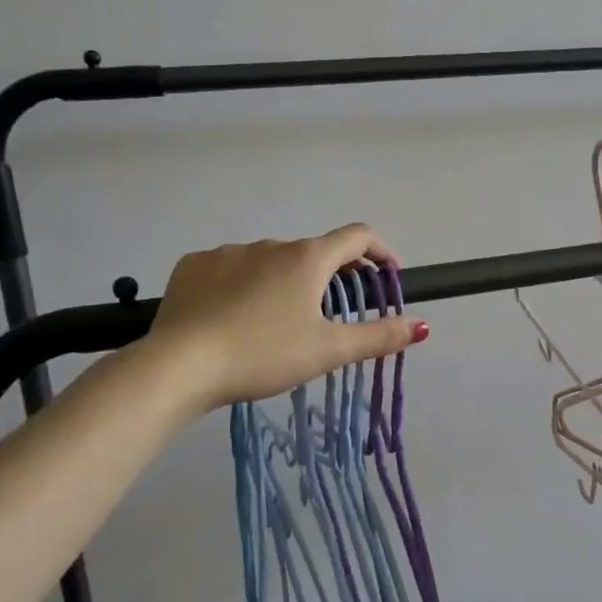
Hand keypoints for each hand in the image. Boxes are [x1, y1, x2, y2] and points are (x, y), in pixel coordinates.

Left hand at [148, 225, 425, 408]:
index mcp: (307, 258)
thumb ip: (378, 336)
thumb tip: (422, 325)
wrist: (179, 366)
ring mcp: (228, 252)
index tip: (388, 273)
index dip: (381, 250)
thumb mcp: (328, 351)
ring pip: (270, 261)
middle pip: (313, 252)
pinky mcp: (193, 265)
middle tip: (333, 312)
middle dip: (331, 275)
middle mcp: (270, 244)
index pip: (358, 236)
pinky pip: (230, 269)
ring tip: (277, 323)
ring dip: (285, 281)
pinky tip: (233, 317)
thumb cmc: (264, 354)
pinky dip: (243, 285)